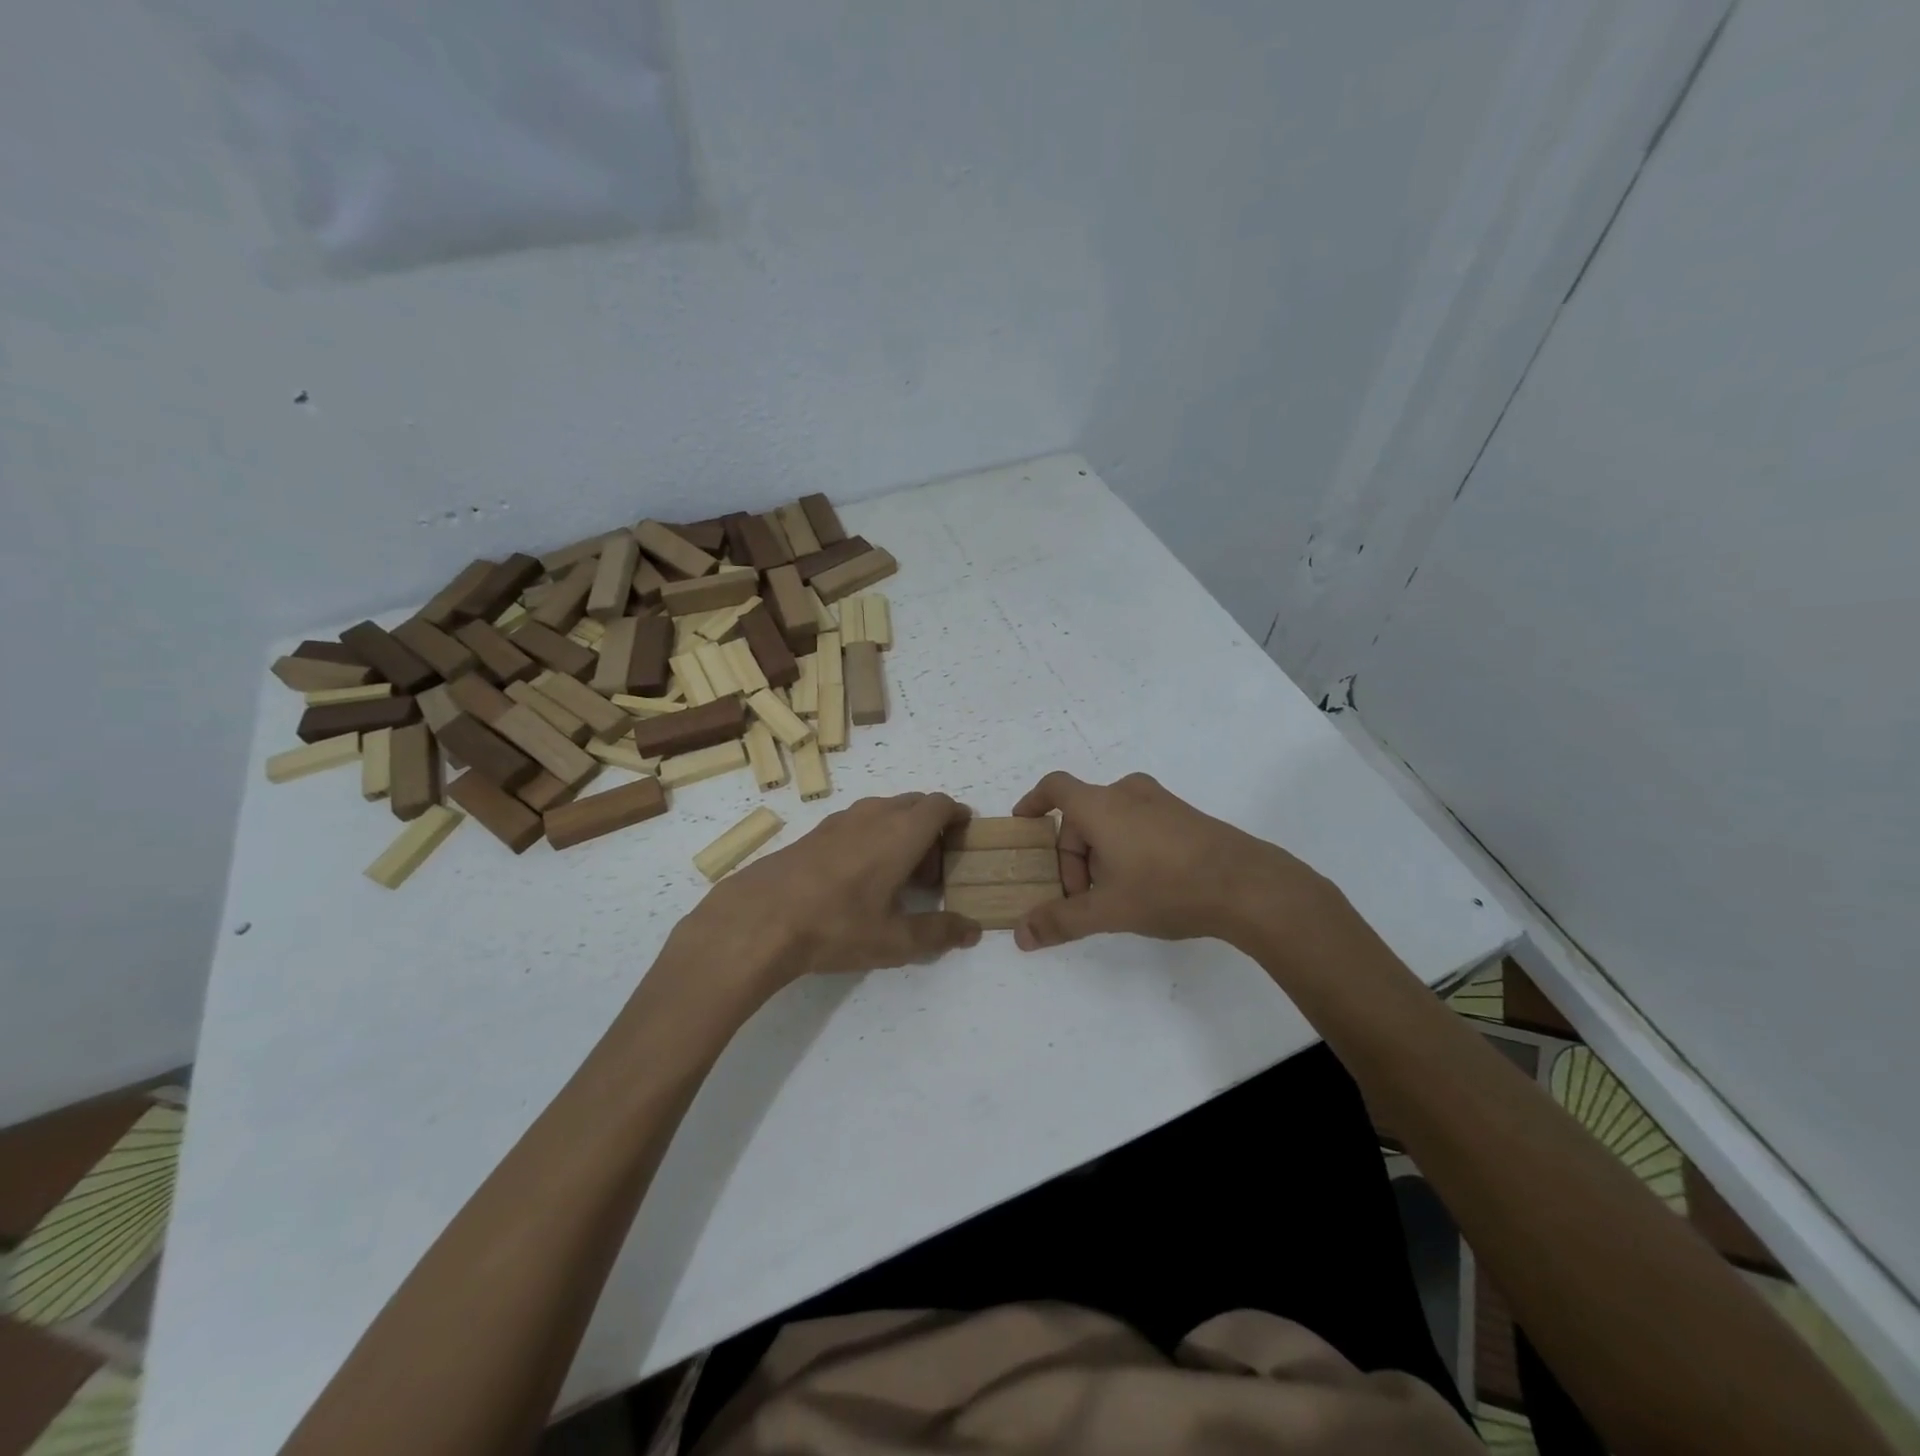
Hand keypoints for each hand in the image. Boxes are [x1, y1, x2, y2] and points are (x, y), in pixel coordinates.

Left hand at [675, 792, 981, 999]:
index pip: (941, 805)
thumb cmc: (836, 926)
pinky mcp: (815, 832)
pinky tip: (859, 878)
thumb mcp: (894, 940)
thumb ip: (939, 933)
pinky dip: (873, 837)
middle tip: (932, 872)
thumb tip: (973, 930)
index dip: (958, 817)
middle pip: (915, 804)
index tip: (965, 838)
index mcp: (901, 832)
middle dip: (932, 829)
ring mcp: (841, 820)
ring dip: (901, 832)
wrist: (759, 918)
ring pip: (885, 811)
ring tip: (897, 877)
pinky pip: (859, 822)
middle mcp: (874, 815)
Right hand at [1010, 771, 1341, 952]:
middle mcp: (1127, 793)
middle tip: (1081, 897)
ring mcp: (1160, 801)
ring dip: (1100, 854)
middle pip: (1082, 816)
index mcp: (1101, 805)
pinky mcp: (1184, 815)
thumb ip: (1061, 921)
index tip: (1023, 823)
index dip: (1033, 802)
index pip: (1055, 788)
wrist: (1247, 885)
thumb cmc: (1166, 888)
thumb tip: (1021, 935)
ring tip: (1113, 895)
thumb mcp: (1109, 910)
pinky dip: (1126, 847)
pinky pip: (1138, 823)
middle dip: (1072, 856)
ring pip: (1111, 821)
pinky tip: (1145, 885)